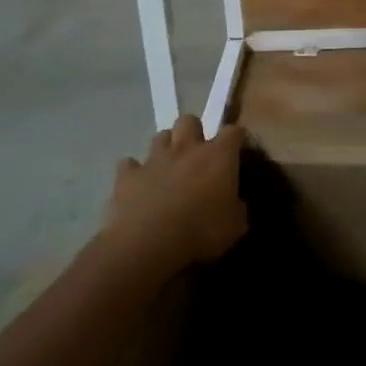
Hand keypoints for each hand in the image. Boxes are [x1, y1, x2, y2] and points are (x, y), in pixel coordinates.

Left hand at [102, 115, 247, 278]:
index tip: (237, 151)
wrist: (149, 245)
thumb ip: (237, 209)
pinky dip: (134, 172)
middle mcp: (186, 149)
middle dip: (194, 131)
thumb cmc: (201, 232)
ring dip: (166, 148)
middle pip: (189, 121)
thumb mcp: (235, 226)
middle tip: (197, 153)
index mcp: (218, 156)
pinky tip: (138, 184)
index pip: (233, 132)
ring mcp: (154, 159)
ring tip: (168, 167)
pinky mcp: (127, 176)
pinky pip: (129, 165)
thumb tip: (236, 205)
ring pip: (160, 137)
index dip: (236, 139)